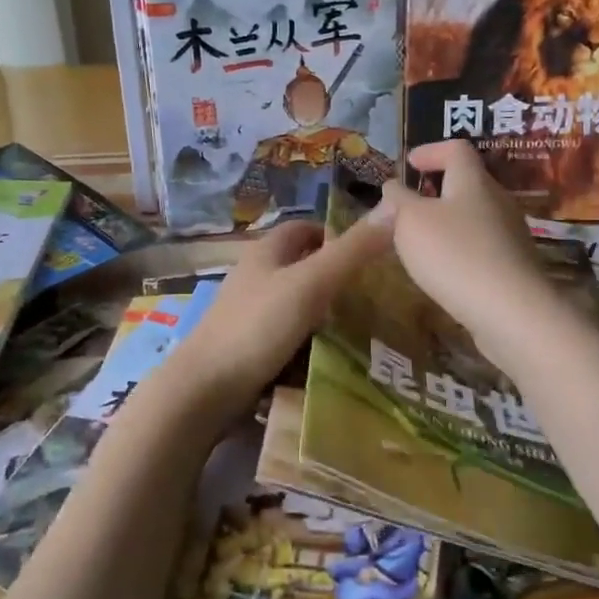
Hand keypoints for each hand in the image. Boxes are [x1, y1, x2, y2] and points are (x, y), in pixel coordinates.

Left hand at [160, 216, 394, 417]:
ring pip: (295, 301)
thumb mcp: (310, 284)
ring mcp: (249, 313)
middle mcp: (255, 276)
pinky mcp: (248, 345)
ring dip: (324, 309)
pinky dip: (309, 338)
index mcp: (265, 252)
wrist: (204, 390)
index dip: (335, 234)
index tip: (370, 252)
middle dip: (335, 274)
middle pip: (301, 265)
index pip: (304, 228)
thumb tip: (394, 208)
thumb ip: (351, 252)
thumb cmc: (257, 326)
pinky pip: (287, 333)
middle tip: (375, 292)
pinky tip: (330, 353)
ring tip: (363, 325)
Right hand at [376, 141, 558, 373]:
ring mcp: (510, 234)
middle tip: (408, 206)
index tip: (409, 164)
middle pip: (467, 183)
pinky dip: (459, 248)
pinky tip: (443, 270)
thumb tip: (393, 187)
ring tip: (420, 241)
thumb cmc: (455, 254)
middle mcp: (497, 200)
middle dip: (437, 190)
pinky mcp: (513, 266)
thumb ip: (397, 201)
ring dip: (447, 222)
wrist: (510, 311)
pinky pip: (481, 246)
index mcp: (473, 181)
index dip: (431, 151)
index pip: (456, 149)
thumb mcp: (411, 222)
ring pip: (474, 216)